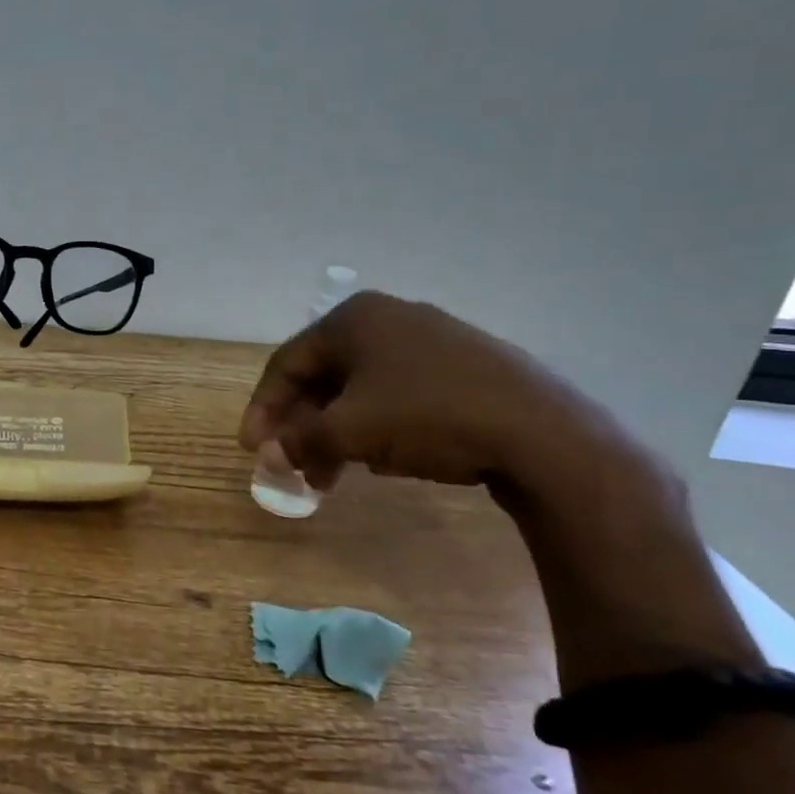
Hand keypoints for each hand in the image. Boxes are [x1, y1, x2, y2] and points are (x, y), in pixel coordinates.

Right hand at [239, 291, 612, 491]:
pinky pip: (398, 393)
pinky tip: (381, 458)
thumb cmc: (428, 417)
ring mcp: (431, 339)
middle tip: (293, 466)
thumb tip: (271, 453)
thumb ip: (300, 439)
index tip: (251, 449)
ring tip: (333, 475)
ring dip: (337, 431)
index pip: (287, 363)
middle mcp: (388, 318)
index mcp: (353, 319)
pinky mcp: (464, 366)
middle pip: (323, 376)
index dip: (263, 408)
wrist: (543, 433)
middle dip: (303, 426)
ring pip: (361, 388)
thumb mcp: (350, 431)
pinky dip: (375, 425)